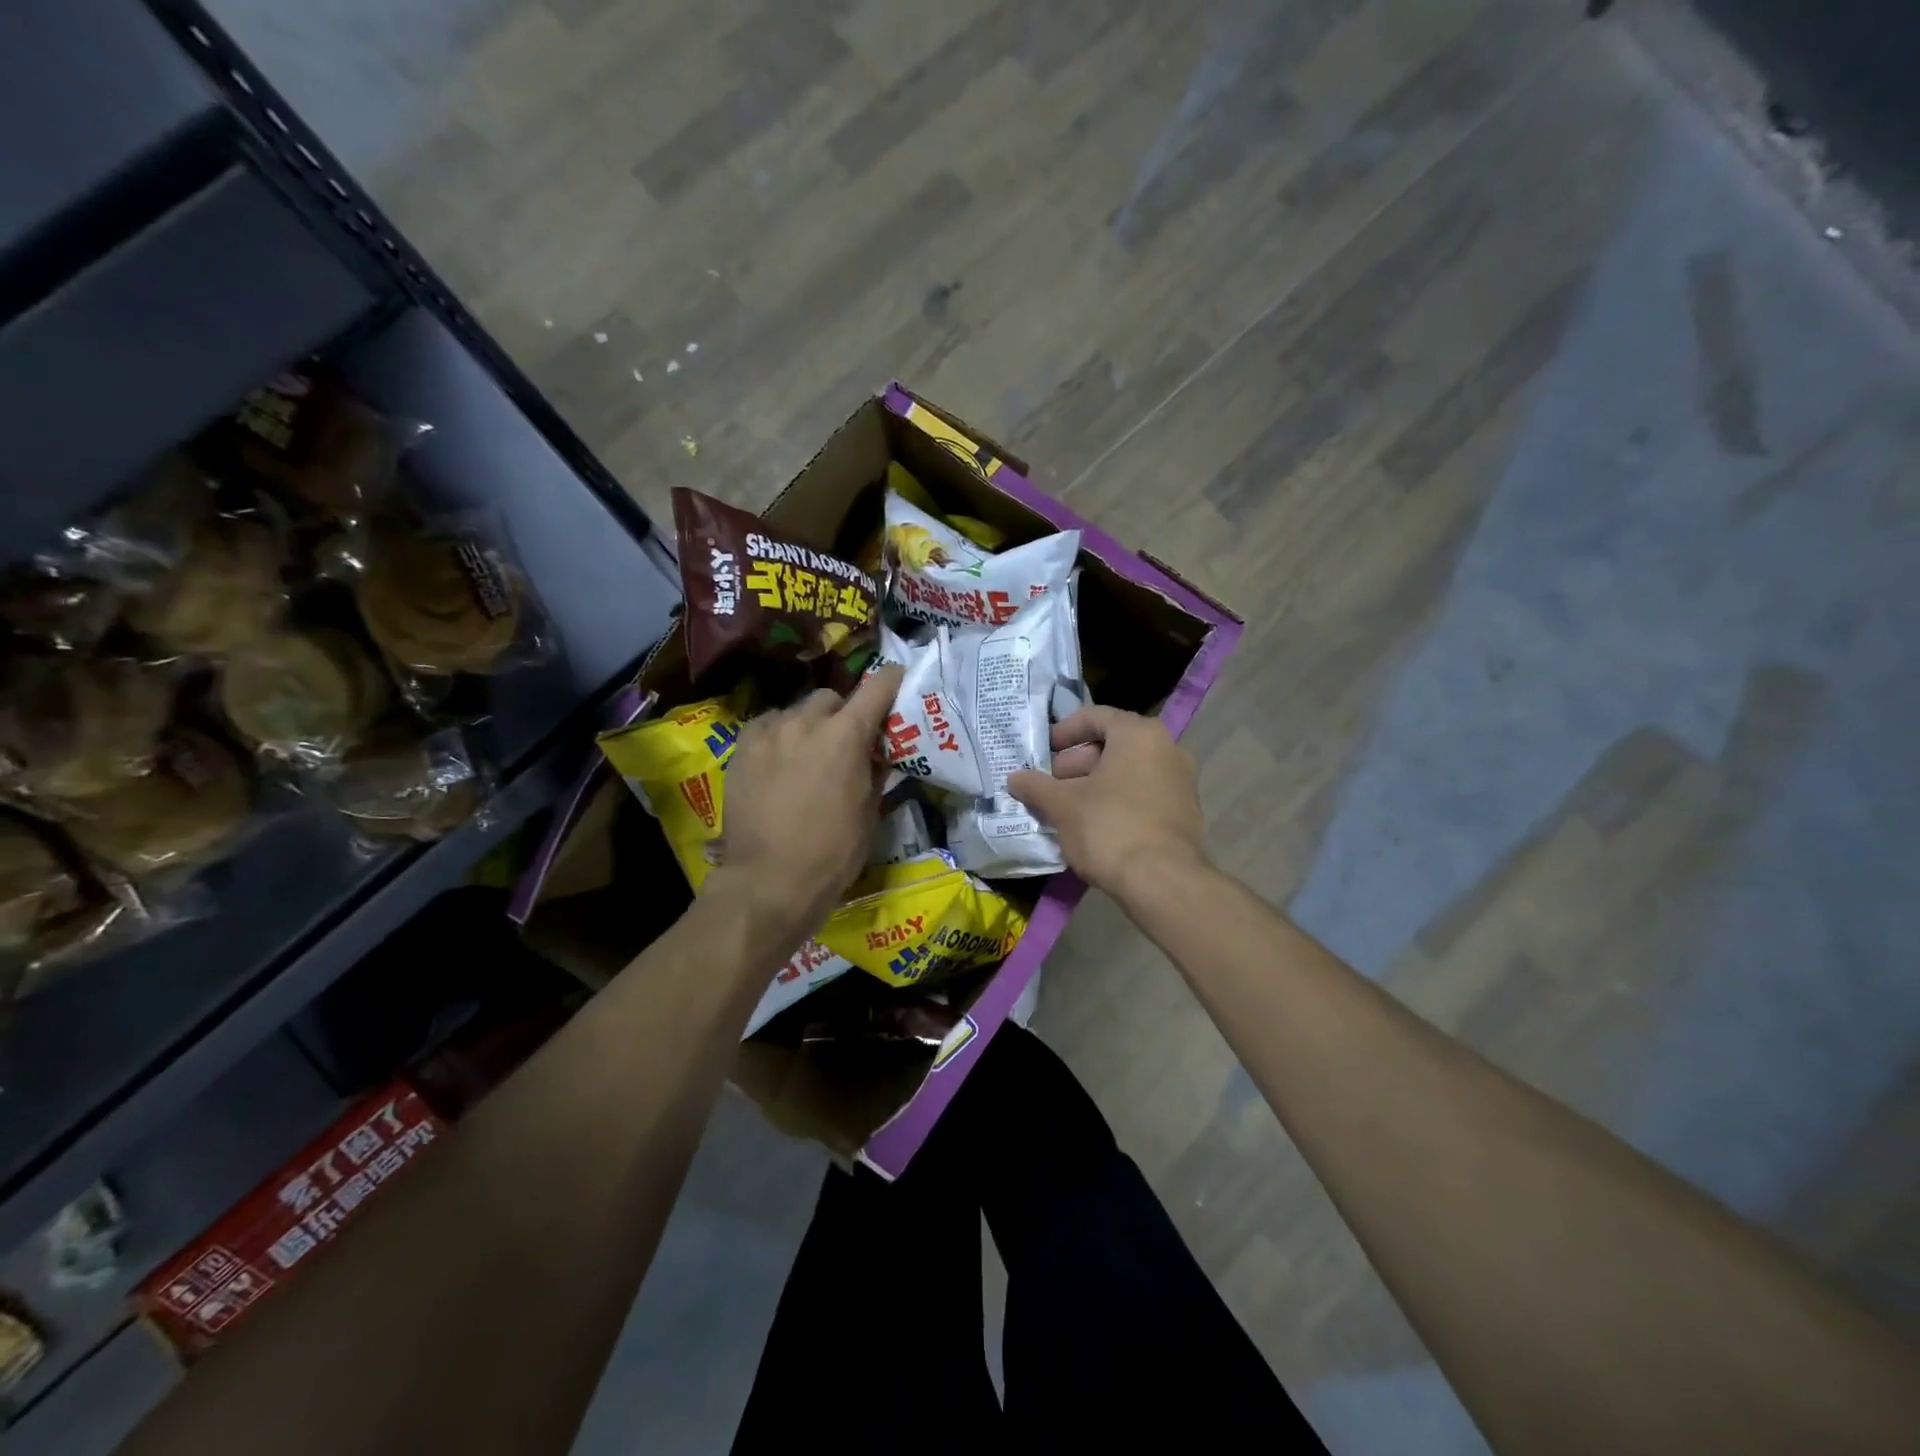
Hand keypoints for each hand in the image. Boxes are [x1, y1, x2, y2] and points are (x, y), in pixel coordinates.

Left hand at [708, 664, 902, 942]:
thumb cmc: (832, 852)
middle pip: (831, 698)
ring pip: (795, 711)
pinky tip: (778, 762)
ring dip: (808, 725)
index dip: (891, 681)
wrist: (769, 881)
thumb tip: (878, 752)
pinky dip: (778, 736)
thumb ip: (875, 771)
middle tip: (845, 742)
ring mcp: (768, 732)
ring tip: (806, 755)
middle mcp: (806, 721)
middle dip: (842, 714)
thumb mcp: (870, 812)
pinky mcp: (741, 748)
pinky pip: (767, 727)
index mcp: (846, 735)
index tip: (896, 683)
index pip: (877, 686)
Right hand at [1007, 706, 1209, 904]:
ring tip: (1065, 810)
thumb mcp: (1062, 805)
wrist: (1163, 883)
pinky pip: (1142, 794)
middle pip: (1112, 745)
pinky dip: (1116, 801)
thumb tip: (1014, 778)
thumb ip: (1036, 786)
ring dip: (1093, 785)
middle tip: (1049, 786)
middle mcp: (1167, 749)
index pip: (1095, 717)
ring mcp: (1180, 782)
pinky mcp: (1184, 812)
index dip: (1063, 732)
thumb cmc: (1109, 828)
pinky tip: (1092, 827)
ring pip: (1127, 772)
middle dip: (1075, 764)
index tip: (1042, 752)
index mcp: (1139, 734)